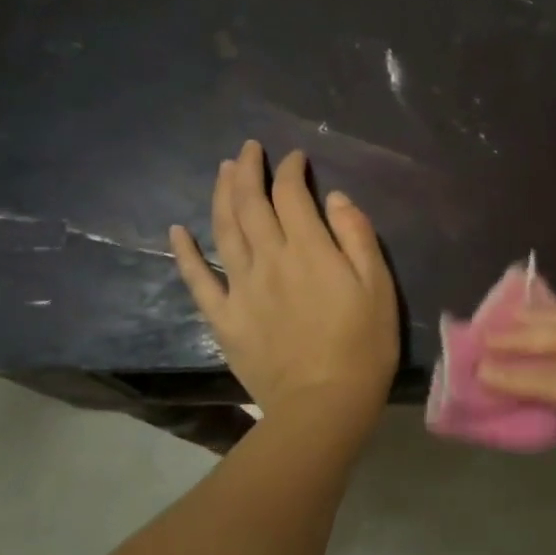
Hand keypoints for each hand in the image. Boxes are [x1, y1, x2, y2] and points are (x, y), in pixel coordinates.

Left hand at [169, 140, 398, 443]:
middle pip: (250, 203)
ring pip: (223, 230)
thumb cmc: (363, 345)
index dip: (291, 170)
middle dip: (248, 170)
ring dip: (220, 195)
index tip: (295, 159)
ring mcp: (241, 288)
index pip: (291, 195)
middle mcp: (269, 259)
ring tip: (222, 170)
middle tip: (249, 149)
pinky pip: (198, 280)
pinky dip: (185, 253)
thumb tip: (334, 198)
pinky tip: (177, 231)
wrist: (323, 405)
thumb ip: (357, 236)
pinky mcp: (224, 317)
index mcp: (309, 250)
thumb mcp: (378, 286)